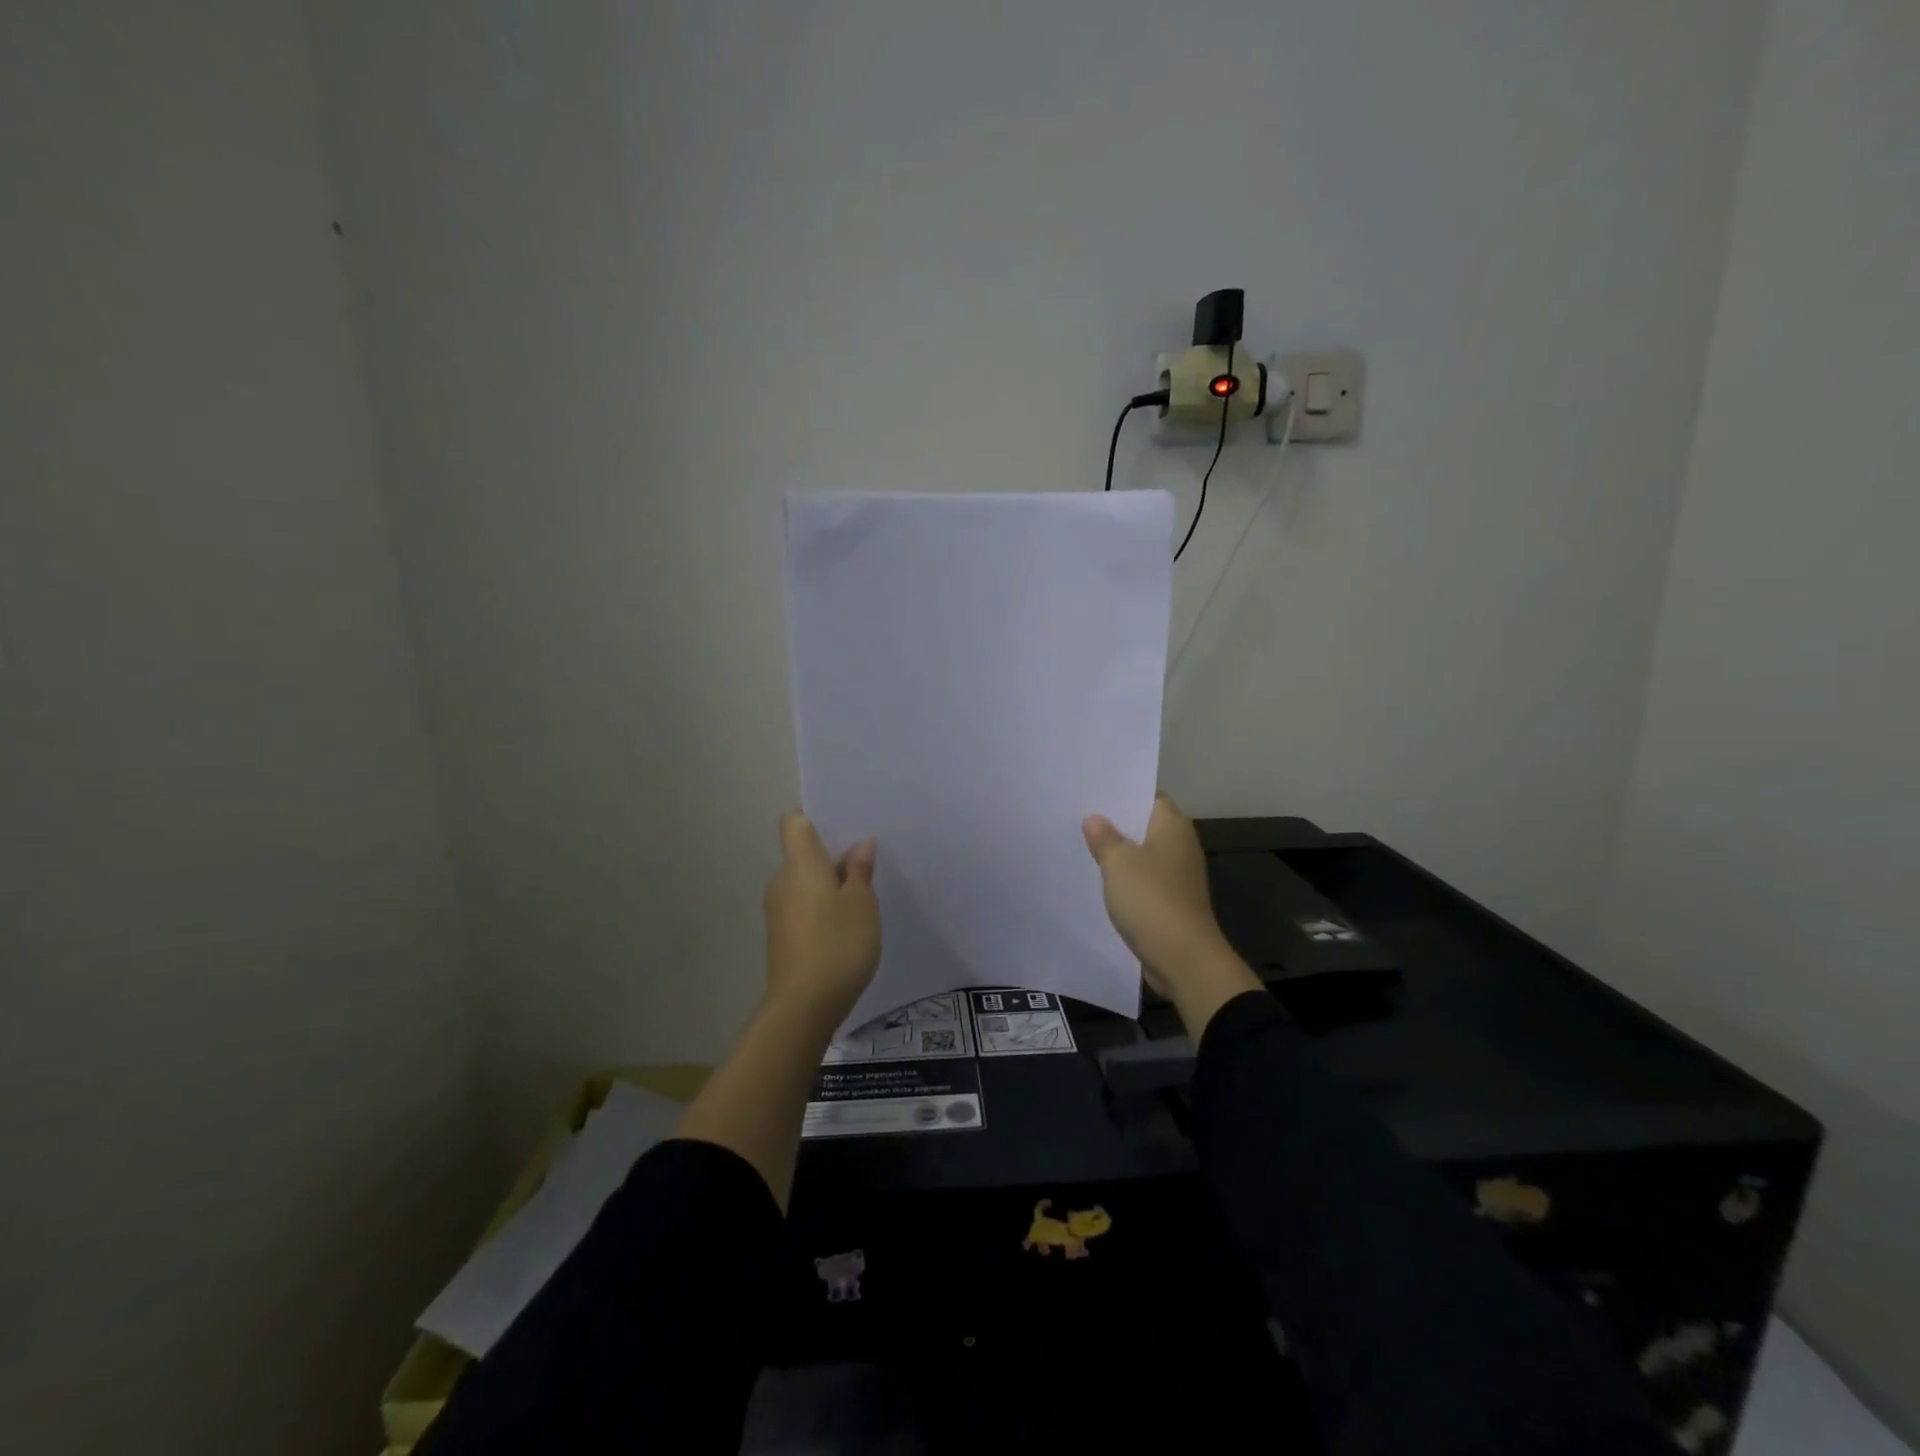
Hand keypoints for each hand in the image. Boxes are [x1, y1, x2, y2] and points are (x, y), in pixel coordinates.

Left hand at [764, 811, 880, 1027]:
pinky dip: (822, 907)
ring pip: (804, 882)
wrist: (804, 1006)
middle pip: (802, 854)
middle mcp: (782, 881)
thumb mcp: (861, 903)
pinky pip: (803, 906)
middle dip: (831, 854)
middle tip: (867, 860)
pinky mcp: (782, 936)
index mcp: (800, 864)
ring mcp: (779, 911)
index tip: (841, 823)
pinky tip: (847, 924)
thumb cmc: (838, 943)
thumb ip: (859, 870)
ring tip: (863, 894)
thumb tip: (859, 844)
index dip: (813, 816)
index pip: (794, 822)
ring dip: (829, 884)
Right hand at [1083, 793, 1260, 1036]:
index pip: (1150, 796)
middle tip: (1080, 815)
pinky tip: (1101, 881)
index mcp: (1172, 826)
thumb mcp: (1119, 863)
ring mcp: (1178, 875)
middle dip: (1116, 823)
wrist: (1183, 958)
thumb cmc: (1151, 899)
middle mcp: (1180, 846)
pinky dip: (1126, 879)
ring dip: (1119, 853)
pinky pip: (1144, 880)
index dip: (1124, 792)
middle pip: (1145, 825)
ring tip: (1084, 845)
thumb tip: (1095, 819)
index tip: (1094, 791)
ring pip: (1143, 854)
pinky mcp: (1171, 901)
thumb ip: (1105, 838)